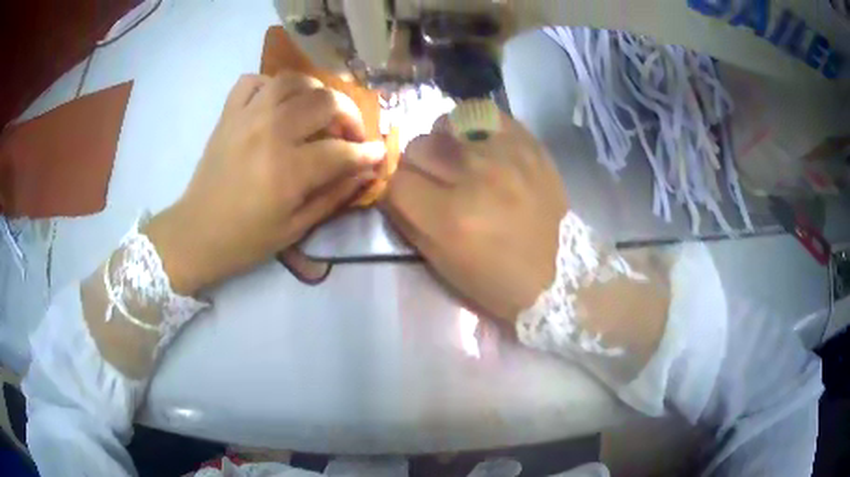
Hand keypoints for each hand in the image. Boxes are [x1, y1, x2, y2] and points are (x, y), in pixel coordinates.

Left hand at [146, 73, 385, 294]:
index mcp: (288, 170)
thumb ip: (334, 195)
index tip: (377, 154)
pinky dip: (271, 85)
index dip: (367, 153)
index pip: (342, 151)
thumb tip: (365, 171)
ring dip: (316, 91)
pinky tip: (278, 104)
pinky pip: (254, 80)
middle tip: (350, 134)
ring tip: (319, 110)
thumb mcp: (296, 228)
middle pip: (325, 102)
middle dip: (349, 115)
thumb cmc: (246, 239)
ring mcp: (246, 117)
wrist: (196, 233)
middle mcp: (270, 132)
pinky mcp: (228, 114)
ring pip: (293, 80)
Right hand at [382, 113, 568, 322]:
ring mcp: (506, 156)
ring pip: (448, 123)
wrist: (558, 275)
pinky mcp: (530, 145)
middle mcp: (475, 179)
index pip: (396, 181)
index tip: (407, 196)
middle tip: (433, 180)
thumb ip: (410, 220)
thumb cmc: (496, 282)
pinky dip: (474, 125)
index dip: (396, 189)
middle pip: (417, 147)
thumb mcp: (442, 265)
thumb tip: (393, 186)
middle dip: (416, 165)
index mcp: (450, 219)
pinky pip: (487, 112)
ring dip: (444, 142)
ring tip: (458, 157)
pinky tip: (480, 142)